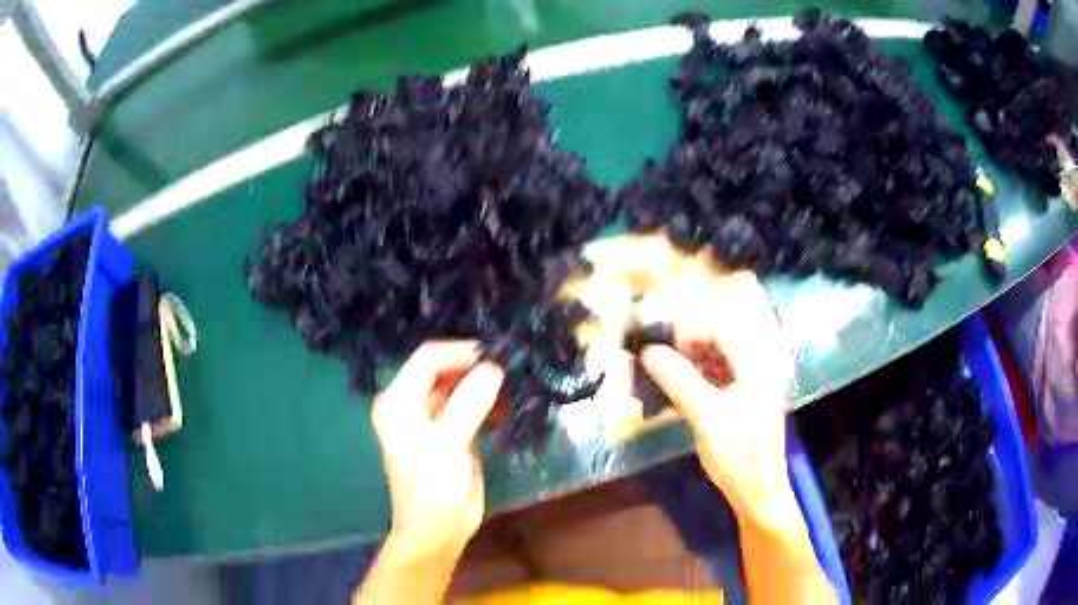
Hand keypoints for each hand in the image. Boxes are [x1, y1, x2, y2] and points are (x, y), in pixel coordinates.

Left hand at [372, 341, 503, 560]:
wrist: (438, 529)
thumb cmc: (433, 486)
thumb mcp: (448, 442)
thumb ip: (469, 401)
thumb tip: (494, 367)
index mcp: (398, 401)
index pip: (428, 359)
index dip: (459, 352)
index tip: (494, 355)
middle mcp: (411, 403)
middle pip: (444, 370)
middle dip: (474, 367)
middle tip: (508, 369)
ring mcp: (433, 418)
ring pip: (460, 386)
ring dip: (484, 385)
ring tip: (510, 389)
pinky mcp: (452, 432)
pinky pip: (471, 405)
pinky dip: (487, 403)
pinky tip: (504, 411)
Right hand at [638, 270, 795, 521]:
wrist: (758, 492)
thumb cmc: (739, 457)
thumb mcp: (706, 419)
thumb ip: (679, 381)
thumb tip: (647, 351)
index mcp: (759, 365)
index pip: (725, 326)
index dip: (691, 328)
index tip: (660, 343)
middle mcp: (759, 364)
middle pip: (723, 333)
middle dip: (689, 338)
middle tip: (658, 353)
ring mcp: (752, 380)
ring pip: (718, 352)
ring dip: (690, 357)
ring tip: (660, 371)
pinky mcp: (743, 394)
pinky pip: (717, 372)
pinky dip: (695, 375)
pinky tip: (673, 390)